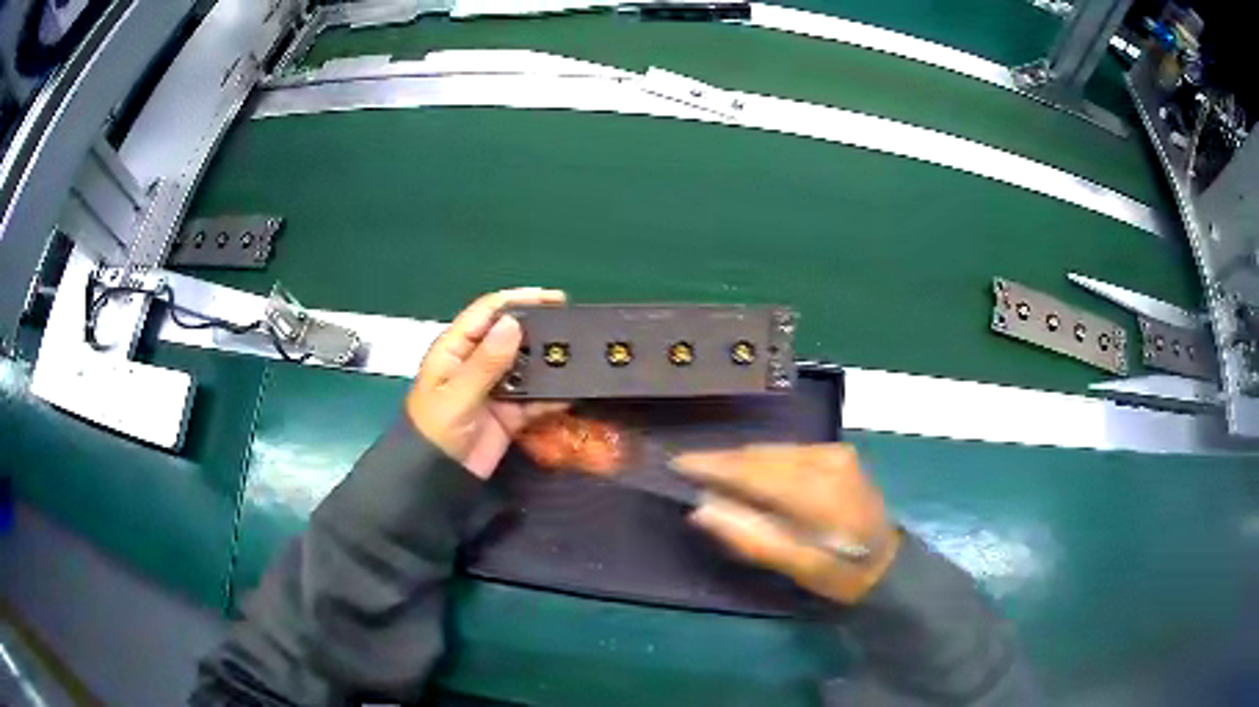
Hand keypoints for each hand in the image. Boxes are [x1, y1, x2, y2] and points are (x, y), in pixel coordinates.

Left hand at [407, 288, 569, 478]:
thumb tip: (513, 323)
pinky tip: (574, 390)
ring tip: (581, 354)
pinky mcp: (510, 413)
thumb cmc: (436, 431)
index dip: (518, 300)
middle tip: (574, 325)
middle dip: (540, 328)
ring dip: (550, 361)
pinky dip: (553, 395)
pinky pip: (536, 398)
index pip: (487, 313)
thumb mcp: (457, 395)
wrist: (438, 480)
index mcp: (456, 349)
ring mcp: (496, 388)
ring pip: (527, 366)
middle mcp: (477, 362)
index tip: (553, 298)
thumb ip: (485, 362)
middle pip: (512, 335)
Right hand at [673, 444, 900, 603]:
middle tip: (687, 467)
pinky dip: (762, 460)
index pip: (754, 471)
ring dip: (741, 460)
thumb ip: (749, 537)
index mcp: (819, 491)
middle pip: (762, 455)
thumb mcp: (796, 566)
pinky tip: (747, 472)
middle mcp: (828, 460)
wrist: (888, 563)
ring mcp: (835, 452)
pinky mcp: (837, 453)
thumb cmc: (841, 572)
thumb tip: (701, 509)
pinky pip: (787, 452)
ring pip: (773, 450)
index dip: (714, 466)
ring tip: (710, 470)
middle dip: (723, 460)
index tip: (678, 464)